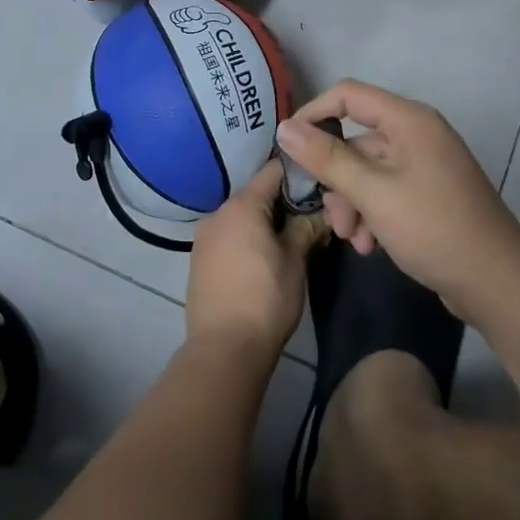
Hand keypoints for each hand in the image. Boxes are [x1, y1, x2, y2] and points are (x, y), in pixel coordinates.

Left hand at [185, 160, 324, 361]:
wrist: (224, 349)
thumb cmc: (266, 299)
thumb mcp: (295, 261)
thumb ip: (306, 227)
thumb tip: (321, 211)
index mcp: (242, 205)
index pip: (273, 170)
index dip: (299, 172)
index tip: (320, 181)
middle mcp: (218, 212)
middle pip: (257, 193)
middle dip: (284, 202)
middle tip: (312, 216)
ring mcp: (204, 237)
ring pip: (242, 216)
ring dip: (264, 222)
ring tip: (291, 239)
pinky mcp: (199, 259)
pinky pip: (228, 236)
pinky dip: (247, 238)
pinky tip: (264, 257)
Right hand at [276, 80, 519, 313]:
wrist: (497, 282)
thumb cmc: (433, 227)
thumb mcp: (373, 193)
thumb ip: (327, 158)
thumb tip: (285, 127)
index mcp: (409, 120)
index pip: (348, 95)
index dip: (314, 113)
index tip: (288, 147)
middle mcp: (417, 134)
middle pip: (357, 141)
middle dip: (337, 180)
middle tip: (332, 220)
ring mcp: (425, 164)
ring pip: (368, 171)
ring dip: (353, 204)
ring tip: (354, 241)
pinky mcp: (429, 193)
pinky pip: (386, 191)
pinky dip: (373, 214)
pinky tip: (371, 247)